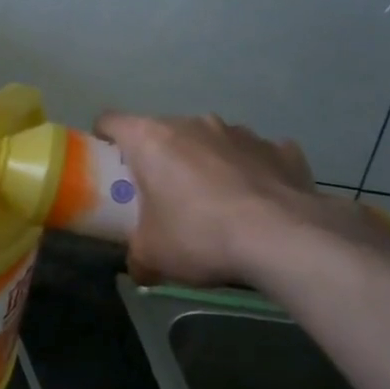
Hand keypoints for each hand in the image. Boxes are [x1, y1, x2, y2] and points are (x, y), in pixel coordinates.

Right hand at [95, 113, 378, 288]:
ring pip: (211, 141)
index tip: (107, 163)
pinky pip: (256, 155)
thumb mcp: (151, 255)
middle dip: (160, 157)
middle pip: (163, 131)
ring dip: (206, 162)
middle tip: (161, 195)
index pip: (111, 121)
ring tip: (216, 203)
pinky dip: (251, 172)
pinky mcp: (281, 149)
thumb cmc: (199, 236)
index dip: (104, 139)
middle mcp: (193, 124)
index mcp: (150, 139)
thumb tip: (138, 267)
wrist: (285, 240)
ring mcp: (240, 132)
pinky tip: (258, 202)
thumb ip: (136, 255)